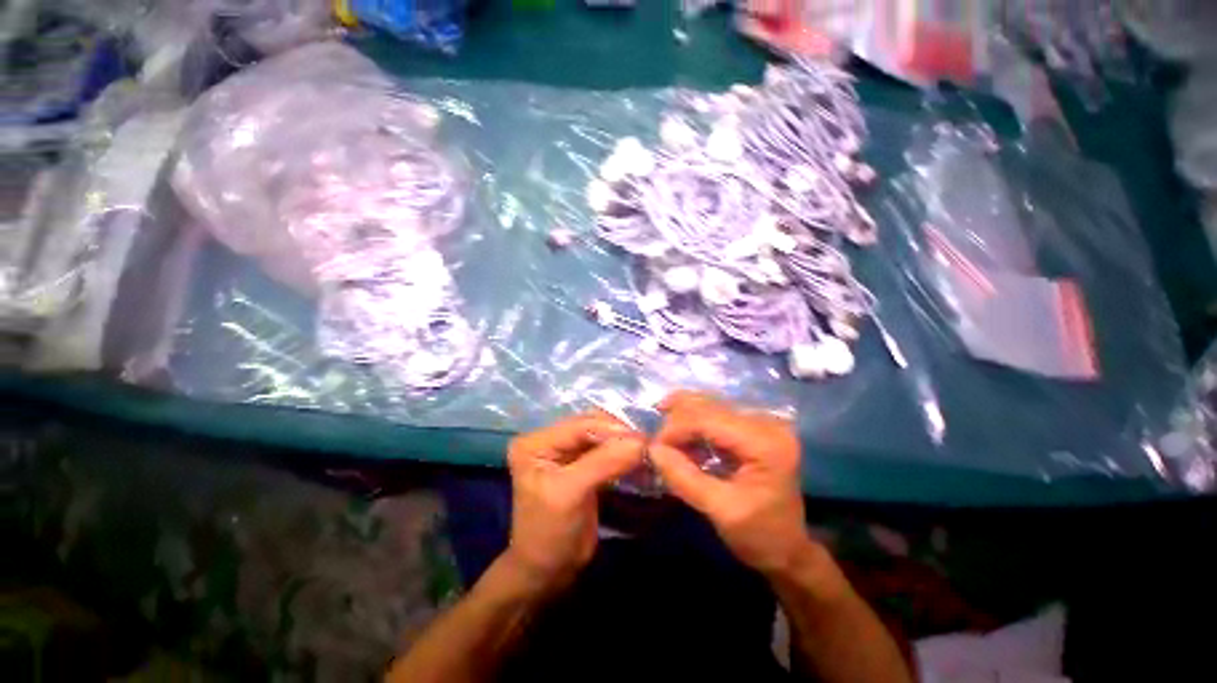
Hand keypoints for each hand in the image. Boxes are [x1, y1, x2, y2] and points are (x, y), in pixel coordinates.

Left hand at [504, 411, 644, 590]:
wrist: (549, 571)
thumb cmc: (550, 534)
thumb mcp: (571, 494)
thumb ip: (604, 463)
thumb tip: (640, 442)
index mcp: (535, 442)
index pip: (578, 425)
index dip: (610, 429)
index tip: (643, 439)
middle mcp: (549, 439)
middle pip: (591, 425)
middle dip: (619, 433)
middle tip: (648, 444)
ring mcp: (566, 450)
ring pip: (601, 435)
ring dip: (624, 442)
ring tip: (647, 450)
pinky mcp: (582, 462)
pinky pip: (606, 450)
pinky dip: (623, 453)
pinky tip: (639, 459)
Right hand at [649, 391, 814, 575]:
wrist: (788, 549)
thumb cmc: (759, 535)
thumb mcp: (719, 511)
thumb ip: (684, 477)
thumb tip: (652, 449)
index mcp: (765, 443)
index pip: (709, 419)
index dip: (676, 428)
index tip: (653, 448)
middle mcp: (767, 422)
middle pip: (709, 406)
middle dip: (676, 421)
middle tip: (656, 443)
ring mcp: (762, 421)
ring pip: (709, 404)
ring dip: (682, 417)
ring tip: (664, 437)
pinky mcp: (755, 426)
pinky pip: (716, 414)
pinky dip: (694, 423)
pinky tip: (682, 438)